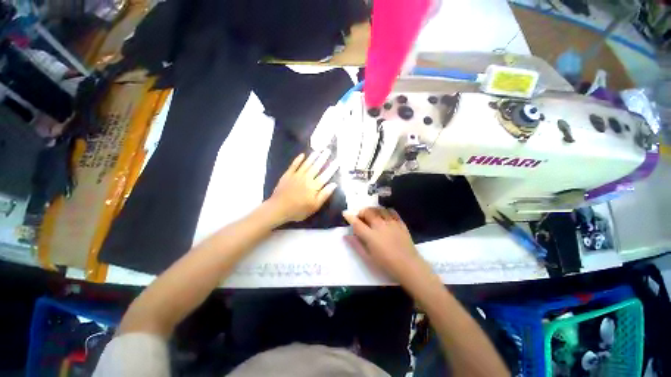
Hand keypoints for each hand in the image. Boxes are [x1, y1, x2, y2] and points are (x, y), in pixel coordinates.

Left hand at [268, 150, 337, 222]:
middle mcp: (306, 178)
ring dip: (313, 156)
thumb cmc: (298, 210)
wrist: (278, 208)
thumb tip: (334, 184)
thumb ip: (324, 194)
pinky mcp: (288, 175)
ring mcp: (296, 175)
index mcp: (314, 186)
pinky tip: (302, 154)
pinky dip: (298, 159)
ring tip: (318, 150)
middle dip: (323, 158)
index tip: (338, 161)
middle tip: (328, 150)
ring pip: (306, 163)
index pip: (325, 175)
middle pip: (316, 166)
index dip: (332, 168)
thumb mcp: (314, 206)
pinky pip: (294, 165)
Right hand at [343, 207, 428, 283]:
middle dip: (361, 212)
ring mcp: (392, 223)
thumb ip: (356, 245)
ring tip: (372, 215)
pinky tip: (384, 215)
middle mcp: (380, 226)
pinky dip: (386, 211)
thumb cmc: (386, 265)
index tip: (345, 213)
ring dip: (373, 210)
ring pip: (380, 209)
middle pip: (368, 212)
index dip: (350, 217)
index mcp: (371, 236)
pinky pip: (392, 212)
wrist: (409, 266)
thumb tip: (346, 236)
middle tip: (360, 217)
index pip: (357, 223)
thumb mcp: (368, 258)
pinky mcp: (401, 224)